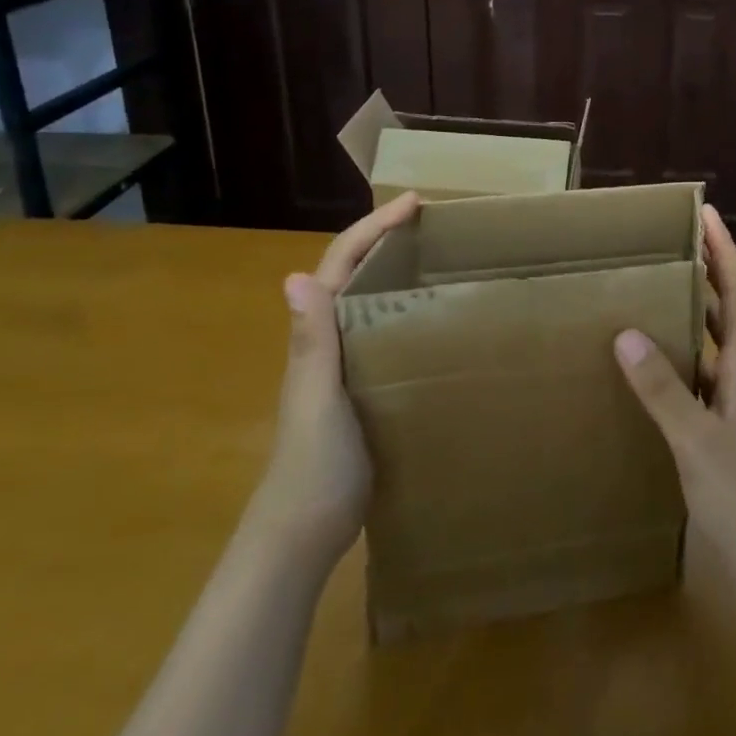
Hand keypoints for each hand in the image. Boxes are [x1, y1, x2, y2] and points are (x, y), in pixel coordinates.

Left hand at [256, 192, 419, 542]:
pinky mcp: (364, 387)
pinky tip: (434, 316)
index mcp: (317, 335)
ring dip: (396, 268)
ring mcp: (345, 364)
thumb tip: (295, 277)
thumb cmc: (314, 463)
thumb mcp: (317, 399)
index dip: (373, 228)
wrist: (305, 532)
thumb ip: (311, 342)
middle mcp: (328, 340)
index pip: (341, 264)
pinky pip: (385, 332)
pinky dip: (405, 309)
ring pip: (371, 300)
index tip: (414, 203)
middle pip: (355, 272)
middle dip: (386, 237)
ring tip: (440, 255)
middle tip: (433, 221)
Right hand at [614, 205, 735, 598]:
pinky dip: (691, 347)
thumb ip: (661, 389)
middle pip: (734, 306)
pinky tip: (662, 356)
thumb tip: (626, 333)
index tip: (706, 214)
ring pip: (722, 337)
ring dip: (702, 306)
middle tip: (678, 240)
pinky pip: (709, 367)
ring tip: (666, 285)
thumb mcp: (693, 440)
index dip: (724, 250)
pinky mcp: (730, 420)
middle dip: (712, 268)